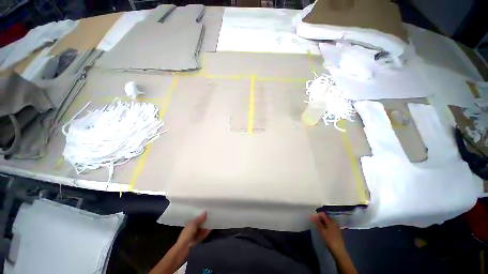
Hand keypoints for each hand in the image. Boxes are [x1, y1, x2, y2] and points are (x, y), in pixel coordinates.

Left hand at [176, 212, 210, 247]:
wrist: (183, 248)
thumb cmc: (187, 234)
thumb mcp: (193, 224)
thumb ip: (199, 219)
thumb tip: (205, 212)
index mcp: (189, 224)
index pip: (195, 218)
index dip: (200, 215)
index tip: (207, 212)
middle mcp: (191, 229)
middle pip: (199, 224)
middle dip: (204, 221)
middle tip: (211, 217)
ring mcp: (193, 235)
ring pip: (201, 229)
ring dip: (206, 227)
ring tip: (212, 223)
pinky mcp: (196, 240)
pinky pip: (202, 235)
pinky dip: (206, 232)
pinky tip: (210, 230)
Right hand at [311, 212, 344, 251]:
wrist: (339, 251)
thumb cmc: (330, 240)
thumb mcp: (322, 231)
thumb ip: (317, 223)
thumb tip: (312, 215)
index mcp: (331, 221)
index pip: (322, 214)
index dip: (317, 215)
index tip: (313, 219)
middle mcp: (334, 222)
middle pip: (325, 218)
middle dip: (320, 220)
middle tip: (315, 224)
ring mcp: (336, 228)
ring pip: (328, 223)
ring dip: (323, 224)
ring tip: (319, 228)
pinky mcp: (337, 232)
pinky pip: (330, 227)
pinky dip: (326, 227)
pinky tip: (324, 232)